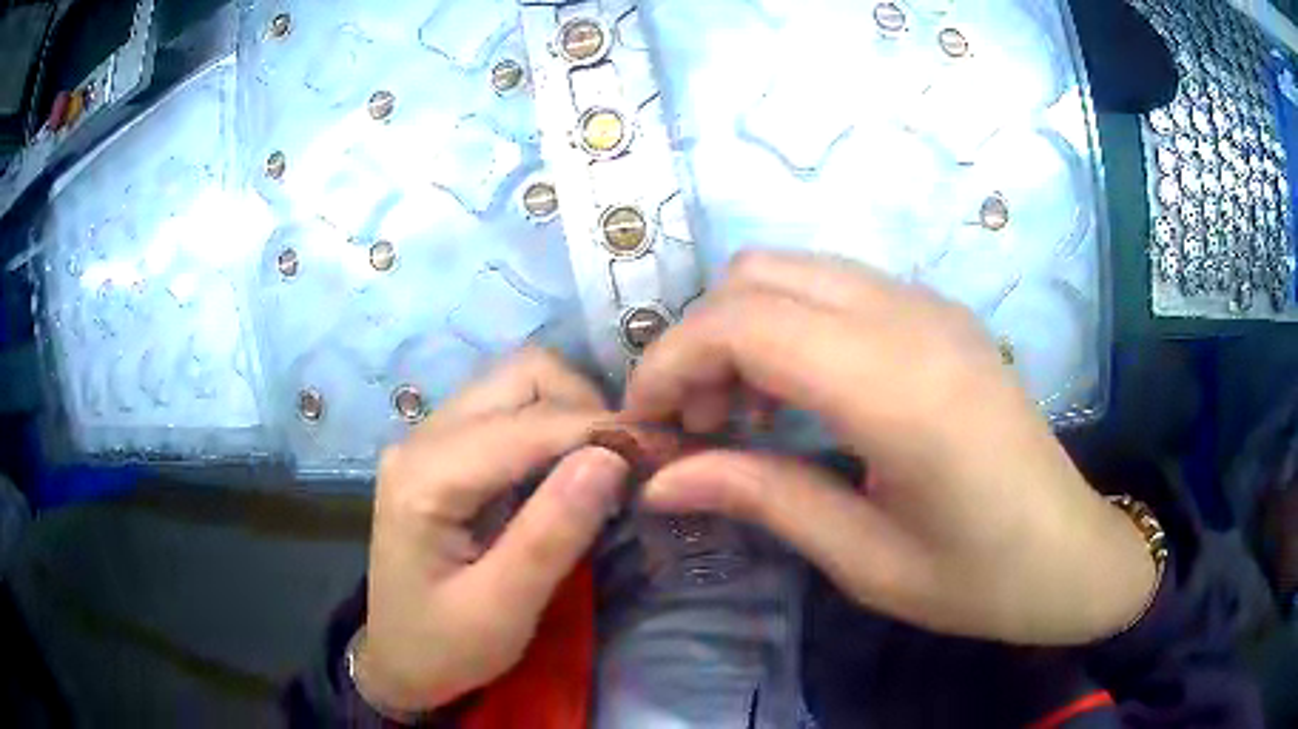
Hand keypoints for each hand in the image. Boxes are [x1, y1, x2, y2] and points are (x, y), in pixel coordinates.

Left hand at [356, 349, 628, 711]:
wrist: (397, 661)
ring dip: (571, 412)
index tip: (661, 451)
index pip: (528, 425)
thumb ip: (552, 534)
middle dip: (586, 407)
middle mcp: (421, 439)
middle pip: (520, 376)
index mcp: (426, 477)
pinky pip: (507, 411)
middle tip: (629, 462)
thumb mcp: (502, 610)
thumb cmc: (444, 648)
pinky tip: (571, 468)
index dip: (600, 430)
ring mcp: (428, 438)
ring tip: (606, 463)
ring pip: (516, 384)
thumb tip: (612, 458)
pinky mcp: (442, 451)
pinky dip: (551, 426)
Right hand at [624, 252, 1156, 645]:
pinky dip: (787, 323)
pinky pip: (834, 286)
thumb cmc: (977, 579)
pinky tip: (799, 393)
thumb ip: (762, 499)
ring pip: (792, 269)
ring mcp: (930, 305)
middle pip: (758, 275)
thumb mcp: (865, 560)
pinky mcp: (938, 312)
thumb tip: (661, 478)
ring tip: (743, 410)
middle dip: (700, 339)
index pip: (746, 323)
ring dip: (742, 326)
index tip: (647, 422)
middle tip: (698, 421)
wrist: (1071, 553)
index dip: (673, 362)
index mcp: (899, 391)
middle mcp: (913, 320)